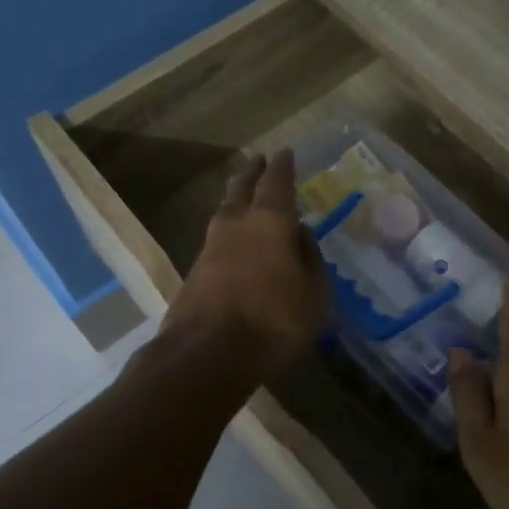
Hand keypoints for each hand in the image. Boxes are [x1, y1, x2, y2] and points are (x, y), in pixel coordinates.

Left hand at [159, 150, 329, 385]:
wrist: (206, 354)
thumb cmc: (273, 322)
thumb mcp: (314, 295)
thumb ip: (310, 260)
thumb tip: (300, 235)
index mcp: (270, 222)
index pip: (277, 183)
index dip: (282, 167)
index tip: (284, 153)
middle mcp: (237, 225)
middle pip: (242, 189)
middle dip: (252, 173)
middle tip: (257, 161)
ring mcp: (210, 247)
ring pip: (225, 211)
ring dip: (235, 198)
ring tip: (242, 194)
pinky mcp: (195, 272)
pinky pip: (217, 238)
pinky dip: (228, 229)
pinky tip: (233, 239)